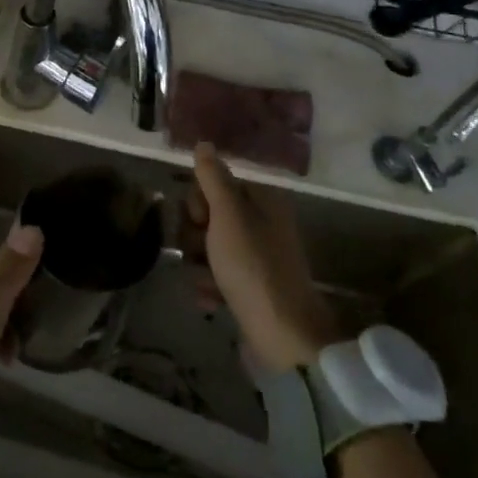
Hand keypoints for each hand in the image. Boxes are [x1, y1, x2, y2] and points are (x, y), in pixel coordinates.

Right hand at [189, 143, 345, 368]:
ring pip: (211, 247)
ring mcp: (258, 258)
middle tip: (198, 249)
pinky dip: (210, 285)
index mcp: (264, 201)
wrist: (282, 335)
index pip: (218, 183)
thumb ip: (213, 178)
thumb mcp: (228, 214)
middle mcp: (263, 225)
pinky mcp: (252, 288)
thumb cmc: (252, 266)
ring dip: (198, 261)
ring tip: (200, 278)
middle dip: (195, 232)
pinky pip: (219, 276)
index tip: (198, 217)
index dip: (199, 199)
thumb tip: (204, 143)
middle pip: (211, 215)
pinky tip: (208, 298)